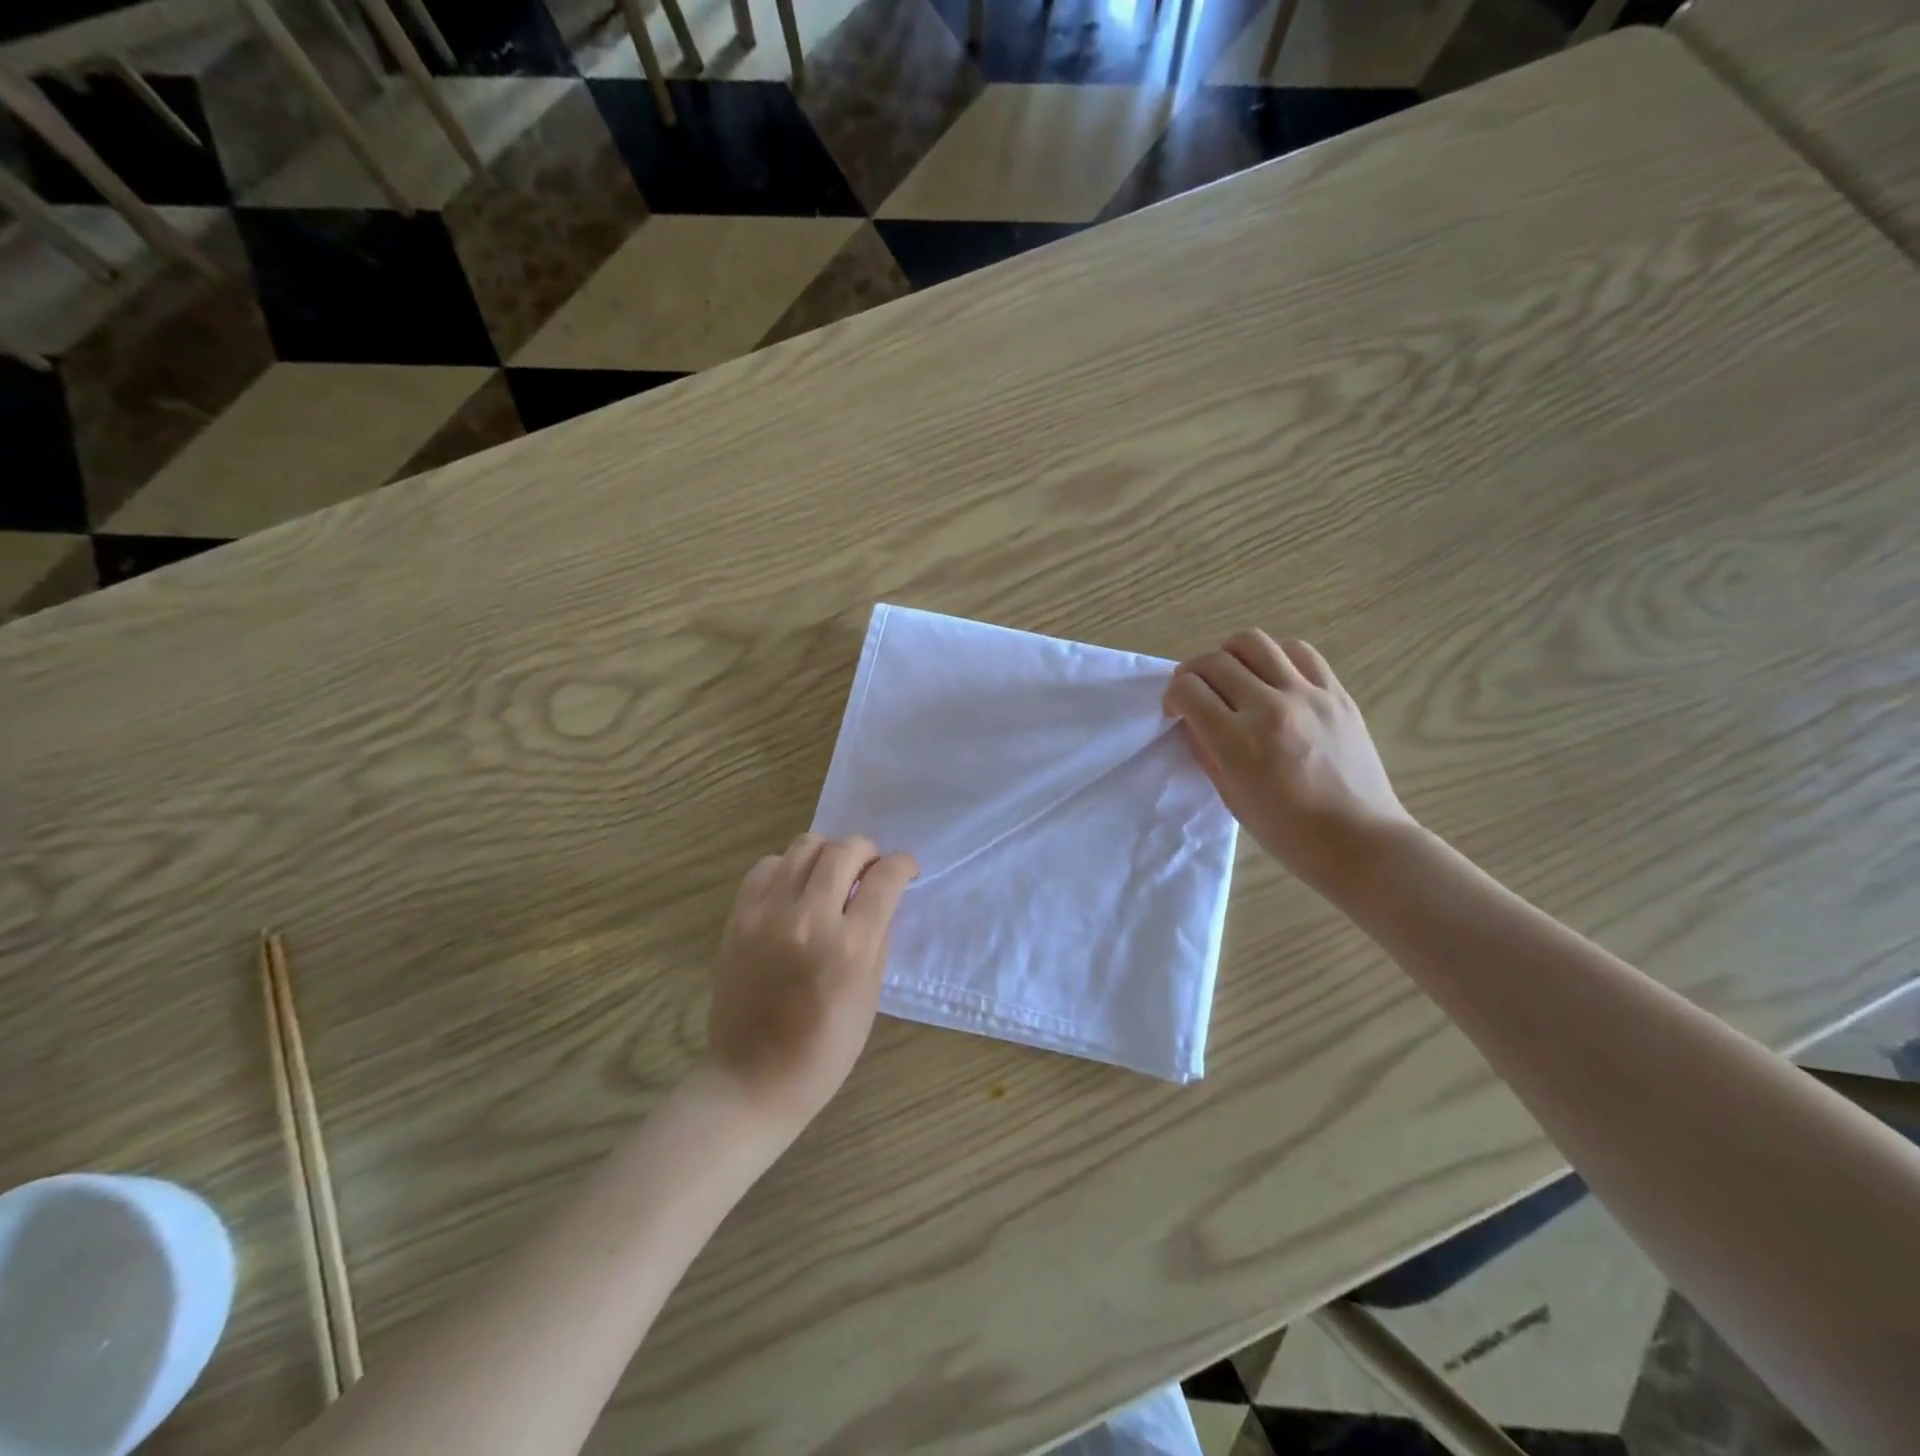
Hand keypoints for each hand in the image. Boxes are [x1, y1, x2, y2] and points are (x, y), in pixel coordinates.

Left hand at [706, 834, 917, 1132]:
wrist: (752, 1079)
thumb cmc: (824, 1049)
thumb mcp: (869, 996)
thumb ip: (879, 938)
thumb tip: (884, 897)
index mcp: (850, 947)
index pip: (885, 878)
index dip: (903, 864)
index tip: (907, 869)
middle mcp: (809, 919)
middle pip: (845, 849)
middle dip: (868, 850)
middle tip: (871, 870)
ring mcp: (768, 914)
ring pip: (804, 845)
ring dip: (828, 852)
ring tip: (832, 874)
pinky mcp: (738, 917)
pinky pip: (767, 866)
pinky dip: (788, 867)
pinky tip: (795, 889)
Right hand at [1165, 631, 1413, 896]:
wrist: (1361, 841)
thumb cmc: (1288, 833)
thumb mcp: (1231, 797)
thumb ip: (1206, 751)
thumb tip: (1192, 719)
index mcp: (1238, 742)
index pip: (1187, 690)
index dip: (1172, 696)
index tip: (1176, 710)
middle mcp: (1269, 708)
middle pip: (1214, 661)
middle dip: (1192, 673)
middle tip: (1196, 693)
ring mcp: (1307, 695)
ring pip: (1253, 642)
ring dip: (1229, 655)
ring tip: (1232, 676)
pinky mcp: (1336, 693)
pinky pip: (1298, 651)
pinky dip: (1274, 656)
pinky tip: (1271, 676)